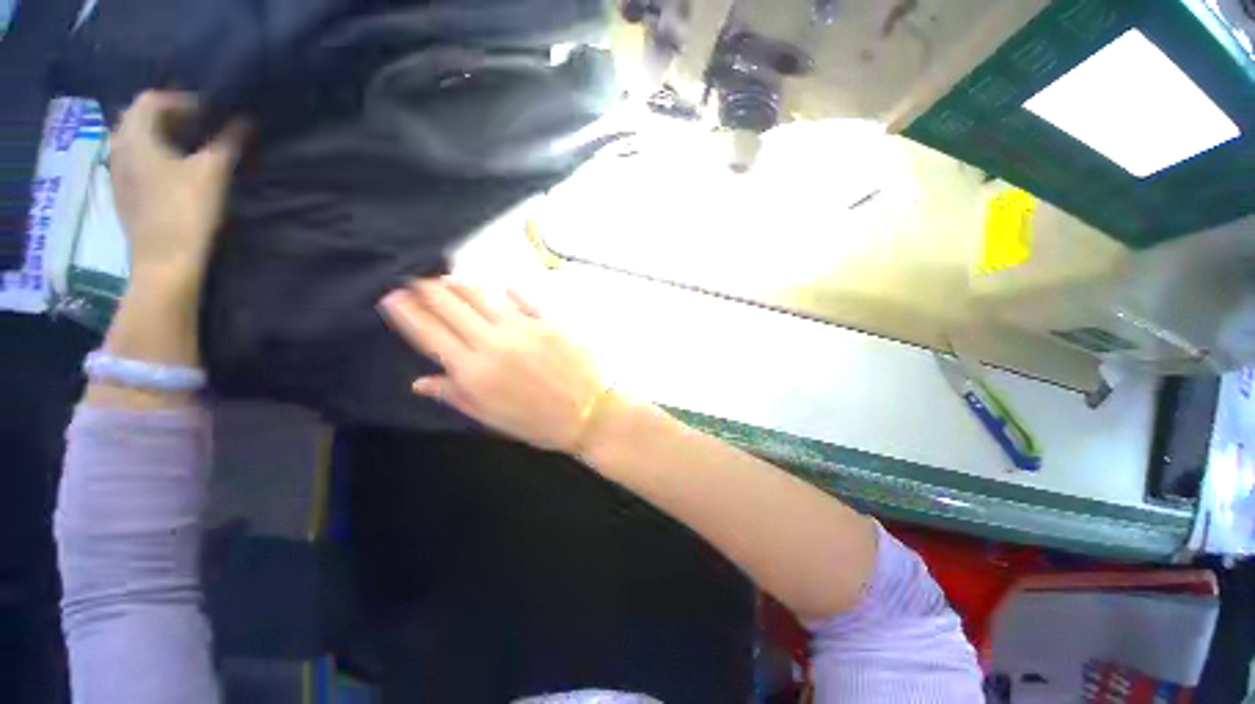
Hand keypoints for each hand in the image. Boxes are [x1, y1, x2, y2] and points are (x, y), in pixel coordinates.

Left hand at [110, 91, 246, 286]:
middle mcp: (119, 149)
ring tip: (190, 148)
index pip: (150, 100)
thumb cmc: (186, 210)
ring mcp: (117, 174)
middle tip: (201, 127)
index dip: (180, 99)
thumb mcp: (212, 172)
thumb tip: (245, 120)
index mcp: (135, 137)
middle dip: (170, 117)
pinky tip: (174, 171)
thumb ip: (227, 142)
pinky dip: (154, 156)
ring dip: (161, 137)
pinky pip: (135, 162)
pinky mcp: (124, 194)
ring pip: (136, 141)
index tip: (209, 111)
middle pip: (140, 119)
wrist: (165, 260)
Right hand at [379, 279, 605, 452]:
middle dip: (429, 291)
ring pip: (483, 297)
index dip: (409, 313)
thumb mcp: (491, 417)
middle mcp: (493, 343)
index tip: (393, 297)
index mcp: (473, 371)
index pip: (430, 335)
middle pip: (452, 308)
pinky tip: (501, 284)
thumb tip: (420, 381)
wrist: (587, 413)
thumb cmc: (537, 422)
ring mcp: (523, 328)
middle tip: (417, 280)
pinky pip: (525, 298)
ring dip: (462, 285)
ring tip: (448, 277)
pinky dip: (510, 290)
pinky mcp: (550, 321)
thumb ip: (455, 395)